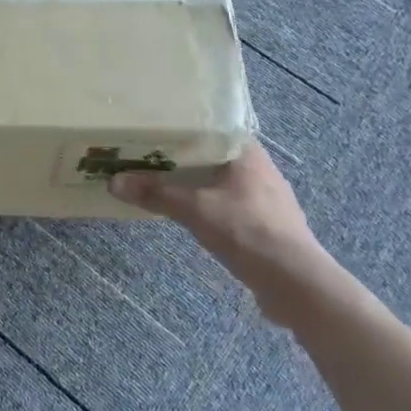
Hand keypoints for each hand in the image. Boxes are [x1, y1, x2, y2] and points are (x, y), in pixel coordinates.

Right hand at [109, 141, 337, 327]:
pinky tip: (191, 214)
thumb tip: (113, 181)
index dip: (183, 126)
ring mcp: (267, 198)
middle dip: (183, 157)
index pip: (212, 126)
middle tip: (148, 155)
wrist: (297, 284)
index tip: (154, 128)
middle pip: (213, 154)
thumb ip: (155, 193)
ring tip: (163, 183)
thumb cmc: (247, 232)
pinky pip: (230, 204)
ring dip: (196, 183)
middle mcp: (260, 169)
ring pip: (222, 181)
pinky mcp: (268, 225)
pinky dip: (209, 204)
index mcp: (247, 153)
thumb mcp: (194, 209)